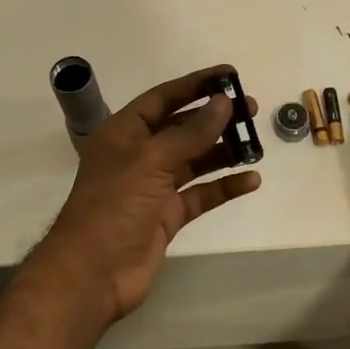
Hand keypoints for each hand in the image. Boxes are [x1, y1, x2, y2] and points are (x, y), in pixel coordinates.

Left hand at [35, 65, 261, 324]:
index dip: (195, 85)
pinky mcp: (167, 216)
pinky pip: (201, 195)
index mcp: (123, 133)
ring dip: (223, 151)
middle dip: (215, 118)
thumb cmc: (114, 206)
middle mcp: (138, 155)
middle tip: (250, 109)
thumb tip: (224, 103)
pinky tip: (250, 180)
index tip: (229, 75)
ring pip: (194, 161)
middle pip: (182, 128)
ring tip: (256, 144)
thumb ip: (190, 133)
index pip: (163, 98)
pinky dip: (224, 187)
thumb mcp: (150, 161)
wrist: (93, 273)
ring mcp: (153, 187)